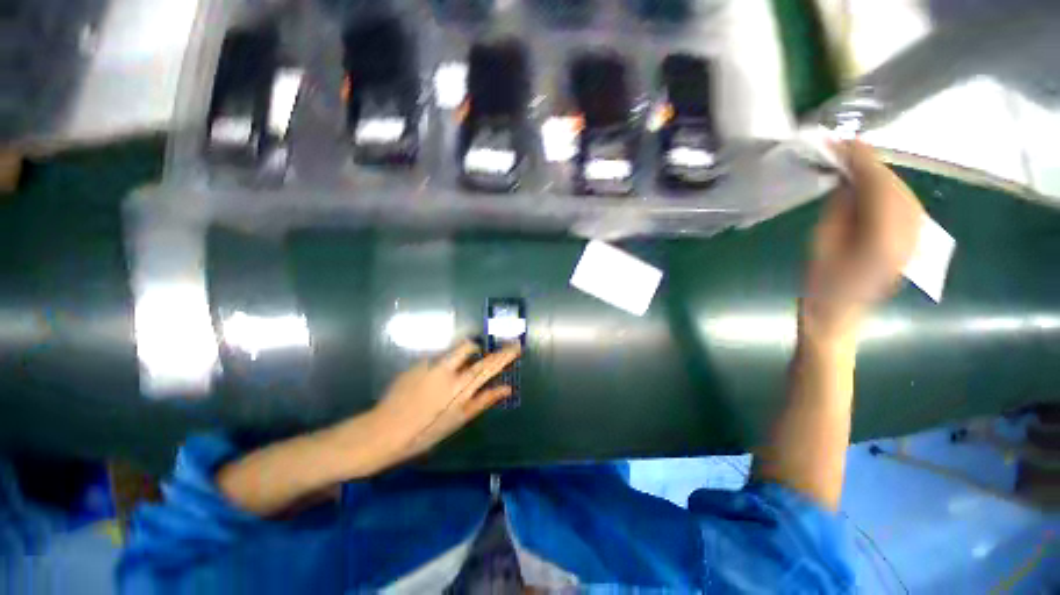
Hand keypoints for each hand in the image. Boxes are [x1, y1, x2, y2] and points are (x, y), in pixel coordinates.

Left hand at [367, 340, 520, 461]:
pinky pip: (435, 360)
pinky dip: (438, 368)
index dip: (504, 355)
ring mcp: (430, 365)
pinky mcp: (416, 364)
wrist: (384, 431)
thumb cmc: (426, 432)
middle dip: (477, 348)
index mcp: (461, 387)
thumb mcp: (459, 420)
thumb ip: (484, 400)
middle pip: (469, 347)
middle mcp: (448, 370)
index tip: (516, 345)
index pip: (489, 365)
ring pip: (452, 352)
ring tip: (447, 378)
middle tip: (476, 357)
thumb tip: (507, 389)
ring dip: (457, 358)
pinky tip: (427, 384)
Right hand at [802, 140, 923, 339]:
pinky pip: (906, 207)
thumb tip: (847, 178)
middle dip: (872, 165)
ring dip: (881, 177)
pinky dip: (890, 192)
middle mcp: (910, 234)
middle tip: (845, 151)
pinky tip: (873, 187)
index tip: (843, 141)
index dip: (861, 160)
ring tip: (855, 166)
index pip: (878, 185)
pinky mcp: (914, 242)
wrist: (838, 314)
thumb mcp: (822, 241)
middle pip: (895, 187)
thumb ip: (841, 206)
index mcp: (884, 237)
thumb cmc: (821, 283)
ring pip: (904, 194)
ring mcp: (916, 239)